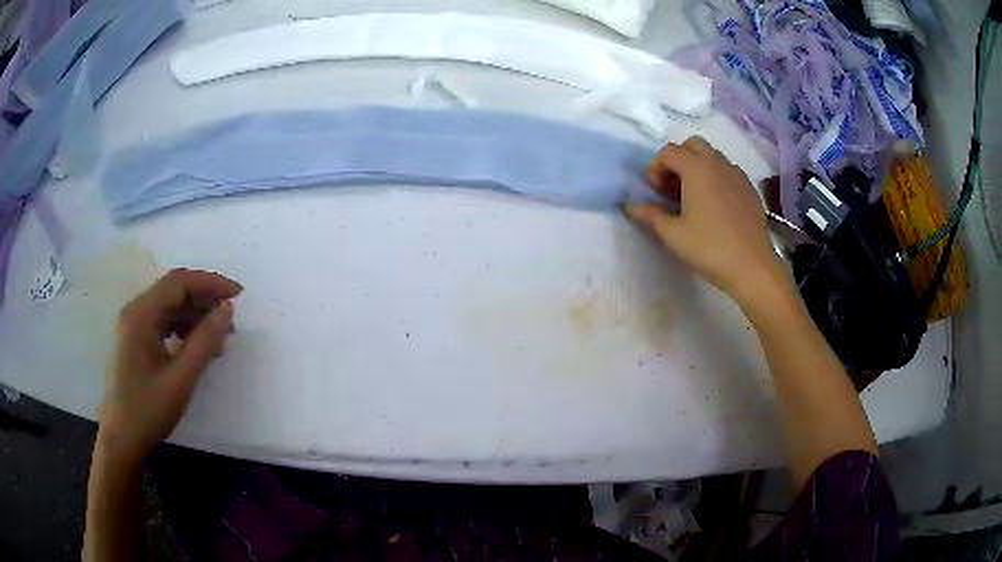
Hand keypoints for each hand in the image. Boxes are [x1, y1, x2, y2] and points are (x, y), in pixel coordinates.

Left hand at [99, 269, 241, 460]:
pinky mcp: (135, 340)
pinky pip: (163, 323)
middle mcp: (135, 311)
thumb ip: (204, 341)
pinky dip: (183, 329)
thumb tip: (226, 309)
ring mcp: (133, 326)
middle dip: (204, 301)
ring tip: (218, 340)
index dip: (210, 283)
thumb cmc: (148, 410)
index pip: (179, 282)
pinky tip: (196, 348)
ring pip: (169, 307)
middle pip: (173, 292)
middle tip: (231, 321)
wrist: (122, 439)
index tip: (239, 295)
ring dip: (195, 317)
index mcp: (141, 314)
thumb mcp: (181, 378)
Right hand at [626, 136, 788, 308]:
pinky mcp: (749, 189)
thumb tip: (630, 206)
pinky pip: (728, 172)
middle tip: (672, 188)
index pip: (668, 151)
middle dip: (678, 160)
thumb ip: (650, 215)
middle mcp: (717, 162)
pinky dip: (716, 178)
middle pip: (692, 145)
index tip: (655, 193)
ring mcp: (737, 174)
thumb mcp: (673, 234)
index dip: (655, 168)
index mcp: (696, 167)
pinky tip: (715, 207)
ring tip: (693, 198)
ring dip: (697, 168)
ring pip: (712, 157)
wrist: (752, 266)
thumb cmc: (709, 247)